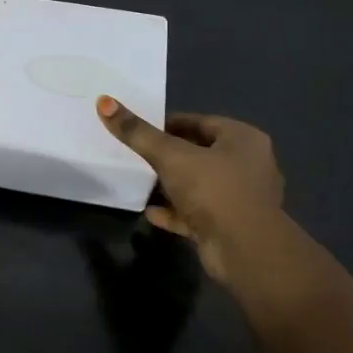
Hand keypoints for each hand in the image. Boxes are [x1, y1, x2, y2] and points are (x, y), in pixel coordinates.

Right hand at [96, 97, 283, 288]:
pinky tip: (150, 212)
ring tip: (141, 181)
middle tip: (137, 153)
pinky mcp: (230, 226)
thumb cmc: (213, 190)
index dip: (168, 123)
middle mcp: (248, 165)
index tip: (141, 129)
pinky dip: (175, 211)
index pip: (200, 122)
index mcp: (243, 139)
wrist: (245, 251)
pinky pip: (197, 213)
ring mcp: (241, 198)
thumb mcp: (170, 156)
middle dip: (169, 154)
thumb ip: (137, 133)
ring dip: (172, 184)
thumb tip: (104, 101)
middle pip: (200, 153)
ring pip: (199, 184)